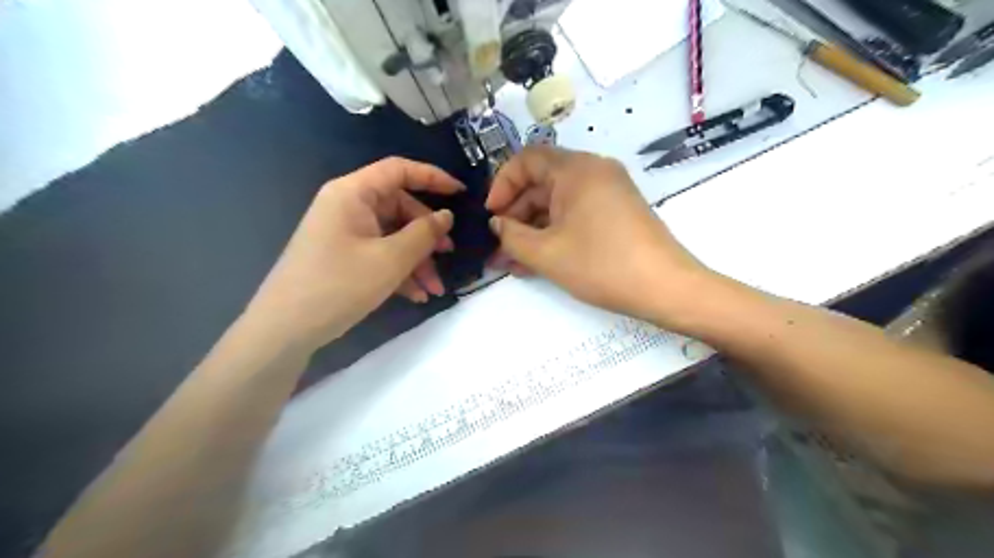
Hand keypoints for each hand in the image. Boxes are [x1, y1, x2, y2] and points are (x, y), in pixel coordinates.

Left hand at [250, 154, 466, 349]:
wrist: (285, 330)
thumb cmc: (339, 285)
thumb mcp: (391, 259)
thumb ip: (424, 233)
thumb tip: (446, 216)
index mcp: (353, 193)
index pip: (399, 170)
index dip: (433, 177)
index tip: (461, 194)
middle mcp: (347, 206)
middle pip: (399, 208)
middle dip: (427, 234)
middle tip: (448, 254)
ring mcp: (344, 233)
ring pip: (392, 236)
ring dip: (417, 260)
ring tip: (435, 288)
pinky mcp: (342, 257)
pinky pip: (379, 254)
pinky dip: (399, 271)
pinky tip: (416, 295)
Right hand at [486, 149, 710, 324]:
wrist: (666, 288)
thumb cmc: (602, 265)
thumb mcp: (547, 253)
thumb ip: (512, 237)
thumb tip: (497, 225)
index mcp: (576, 169)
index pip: (526, 160)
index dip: (501, 185)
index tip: (490, 216)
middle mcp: (593, 171)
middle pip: (541, 183)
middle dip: (515, 216)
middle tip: (498, 247)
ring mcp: (608, 191)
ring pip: (557, 203)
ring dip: (533, 230)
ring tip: (513, 262)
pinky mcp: (616, 211)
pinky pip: (576, 214)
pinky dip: (555, 233)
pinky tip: (537, 261)